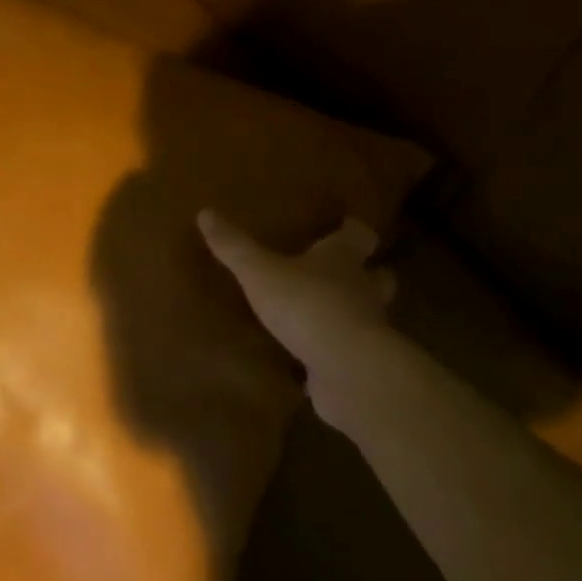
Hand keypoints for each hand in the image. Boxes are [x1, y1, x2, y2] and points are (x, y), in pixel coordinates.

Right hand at [198, 210, 395, 369]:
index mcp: (343, 258)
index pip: (359, 235)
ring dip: (351, 312)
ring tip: (323, 315)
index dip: (352, 230)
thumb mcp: (260, 272)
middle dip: (363, 274)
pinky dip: (336, 351)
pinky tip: (316, 358)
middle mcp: (363, 289)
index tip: (346, 226)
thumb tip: (205, 212)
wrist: (346, 368)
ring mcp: (367, 329)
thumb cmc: (307, 304)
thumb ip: (235, 247)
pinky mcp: (359, 363)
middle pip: (376, 276)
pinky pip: (348, 352)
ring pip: (366, 314)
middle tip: (342, 274)